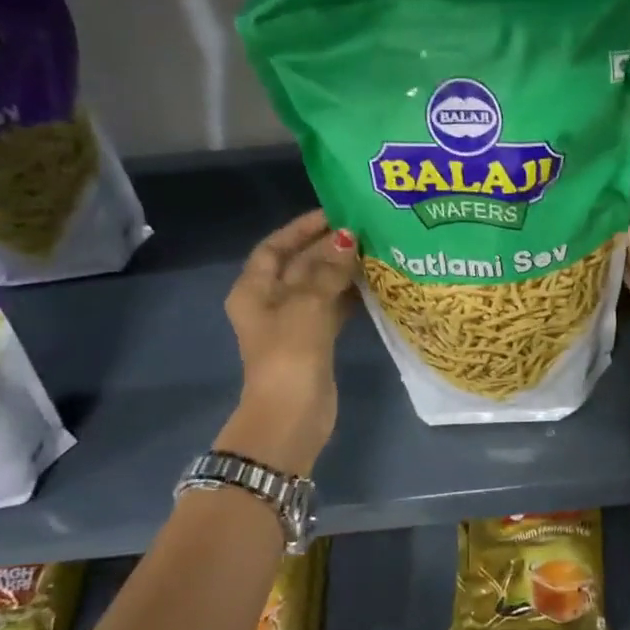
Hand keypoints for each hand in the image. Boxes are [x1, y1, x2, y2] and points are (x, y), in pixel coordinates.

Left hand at [221, 209, 356, 472]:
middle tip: (366, 230)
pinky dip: (349, 296)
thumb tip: (348, 237)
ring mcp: (294, 324)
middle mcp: (270, 303)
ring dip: (342, 271)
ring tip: (375, 251)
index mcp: (254, 290)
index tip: (334, 212)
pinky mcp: (315, 342)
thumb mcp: (307, 305)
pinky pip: (332, 309)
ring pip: (319, 287)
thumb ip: (328, 270)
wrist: (291, 416)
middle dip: (328, 248)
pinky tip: (374, 284)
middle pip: (299, 265)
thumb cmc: (290, 354)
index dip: (301, 228)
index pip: (275, 247)